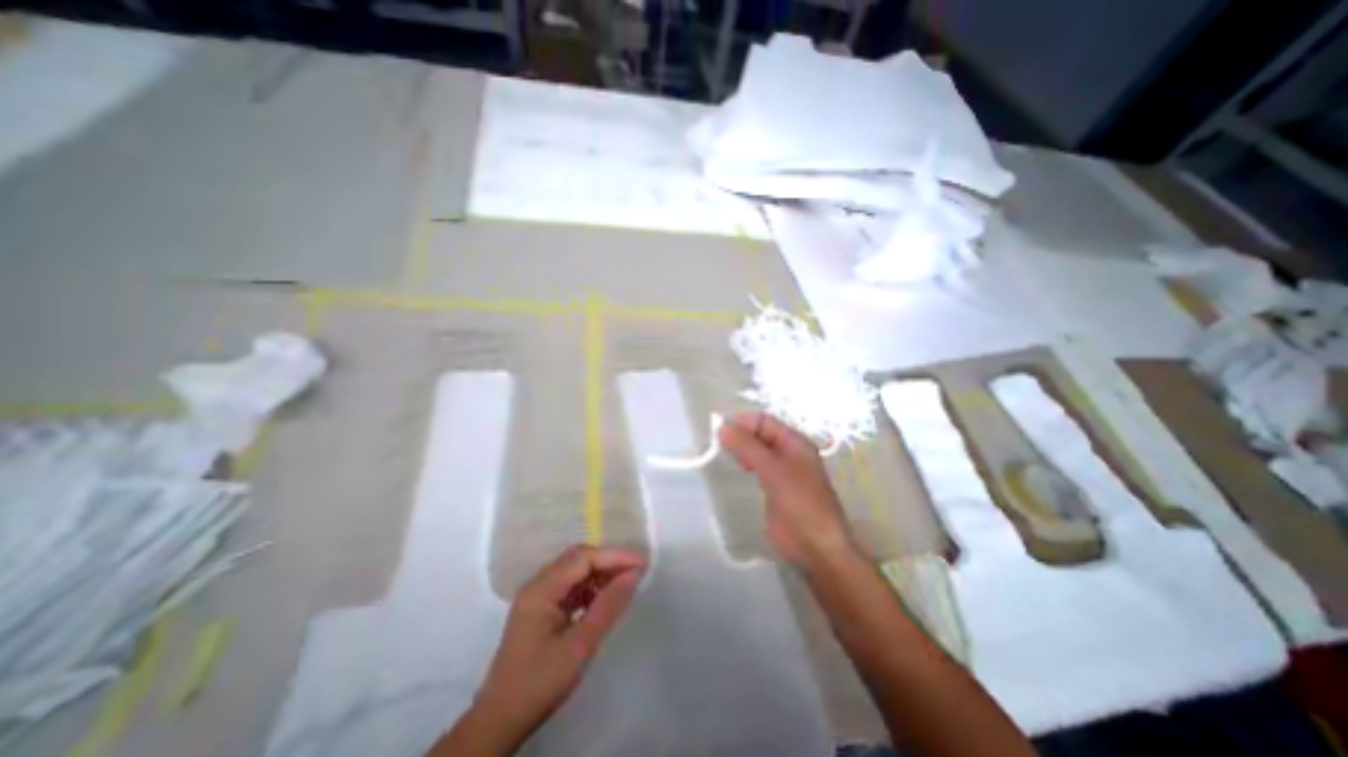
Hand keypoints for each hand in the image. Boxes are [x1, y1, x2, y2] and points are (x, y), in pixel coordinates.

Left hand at [470, 546, 646, 746]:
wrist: (500, 721)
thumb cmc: (540, 682)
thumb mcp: (580, 645)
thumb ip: (608, 606)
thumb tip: (634, 575)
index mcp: (542, 588)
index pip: (584, 558)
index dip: (615, 556)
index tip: (642, 563)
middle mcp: (538, 584)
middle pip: (578, 558)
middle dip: (608, 560)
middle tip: (636, 570)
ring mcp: (537, 596)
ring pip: (574, 570)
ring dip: (600, 573)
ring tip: (626, 582)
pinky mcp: (540, 609)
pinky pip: (569, 586)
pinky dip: (590, 587)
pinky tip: (605, 598)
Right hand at [715, 415, 849, 567]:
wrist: (816, 547)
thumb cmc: (799, 503)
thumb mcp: (773, 470)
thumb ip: (748, 447)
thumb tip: (722, 426)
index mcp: (795, 442)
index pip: (764, 420)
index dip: (743, 423)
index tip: (720, 433)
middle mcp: (789, 452)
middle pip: (760, 433)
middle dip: (740, 435)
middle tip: (719, 446)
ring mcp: (782, 470)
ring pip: (758, 450)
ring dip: (742, 449)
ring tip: (725, 456)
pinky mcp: (775, 487)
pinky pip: (757, 467)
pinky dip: (745, 463)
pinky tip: (737, 469)